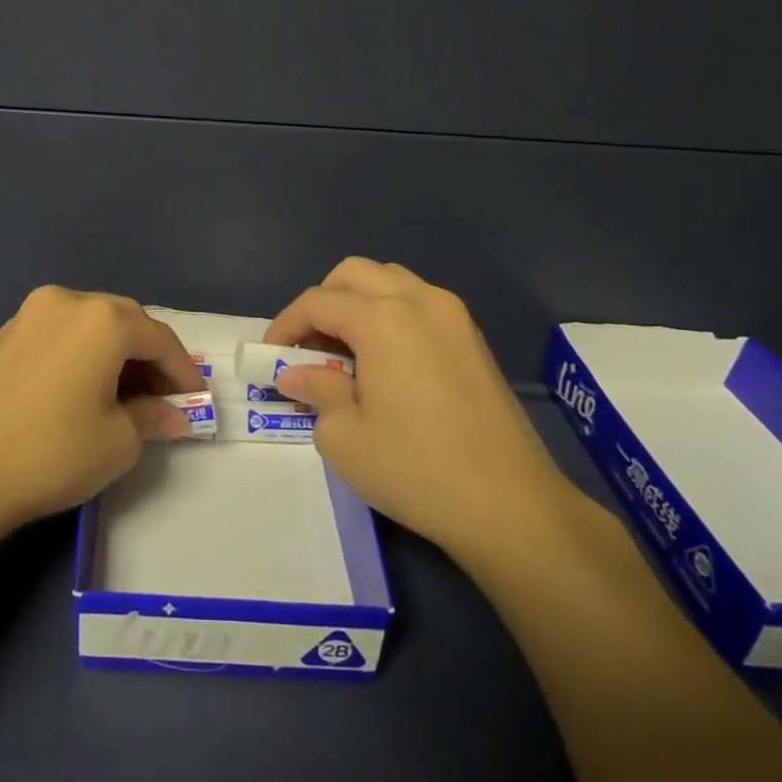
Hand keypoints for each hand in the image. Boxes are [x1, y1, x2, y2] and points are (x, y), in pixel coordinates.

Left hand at [0, 286, 202, 539]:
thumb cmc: (51, 453)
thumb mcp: (117, 442)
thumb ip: (152, 418)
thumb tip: (172, 415)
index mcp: (102, 319)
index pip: (159, 338)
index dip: (183, 371)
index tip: (196, 401)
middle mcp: (67, 302)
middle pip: (125, 322)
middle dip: (149, 358)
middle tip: (163, 398)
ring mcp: (30, 315)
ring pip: (90, 326)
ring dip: (115, 355)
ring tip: (126, 398)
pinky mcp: (5, 335)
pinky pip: (60, 336)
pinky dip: (83, 356)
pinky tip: (85, 391)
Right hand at [267, 258, 577, 555]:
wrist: (511, 506)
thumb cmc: (415, 469)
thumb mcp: (344, 436)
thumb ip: (315, 390)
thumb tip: (296, 373)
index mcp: (382, 318)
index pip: (318, 302)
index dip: (286, 325)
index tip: (270, 355)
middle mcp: (418, 300)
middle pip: (354, 275)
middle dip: (322, 303)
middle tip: (308, 347)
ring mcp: (453, 316)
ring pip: (390, 282)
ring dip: (358, 303)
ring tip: (345, 351)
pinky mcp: (473, 338)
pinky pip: (419, 303)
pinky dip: (390, 315)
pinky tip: (385, 361)